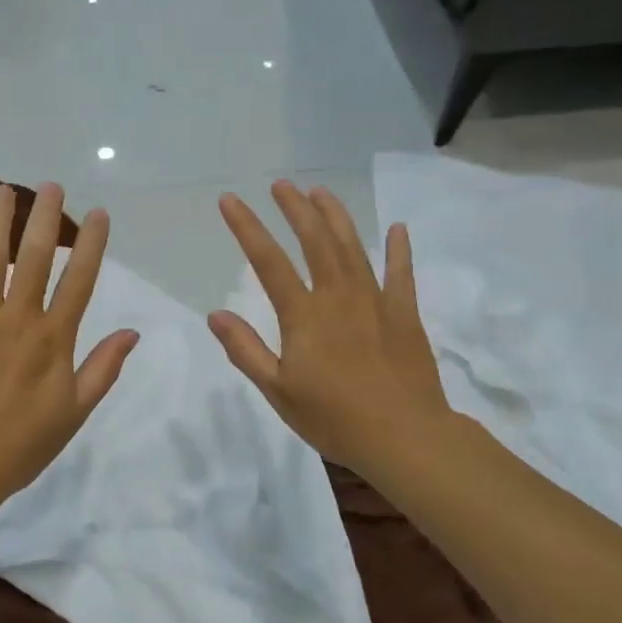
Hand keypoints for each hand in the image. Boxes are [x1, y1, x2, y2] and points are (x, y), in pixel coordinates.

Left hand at [0, 183, 137, 516]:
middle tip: (50, 185)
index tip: (97, 213)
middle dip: (45, 217)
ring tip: (2, 190)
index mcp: (53, 338)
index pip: (79, 279)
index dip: (91, 244)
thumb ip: (102, 368)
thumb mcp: (74, 413)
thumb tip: (132, 332)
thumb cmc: (19, 445)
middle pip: (36, 256)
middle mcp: (17, 317)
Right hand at [209, 182, 449, 481]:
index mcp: (304, 315)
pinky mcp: (404, 314)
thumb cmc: (334, 419)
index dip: (247, 227)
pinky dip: (398, 249)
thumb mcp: (277, 390)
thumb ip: (246, 350)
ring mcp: (375, 301)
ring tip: (321, 192)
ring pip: (353, 247)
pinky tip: (396, 228)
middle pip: (314, 240)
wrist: (405, 437)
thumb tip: (216, 314)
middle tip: (281, 185)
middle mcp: (338, 296)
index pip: (268, 261)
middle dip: (295, 209)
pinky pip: (401, 273)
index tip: (230, 199)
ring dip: (335, 216)